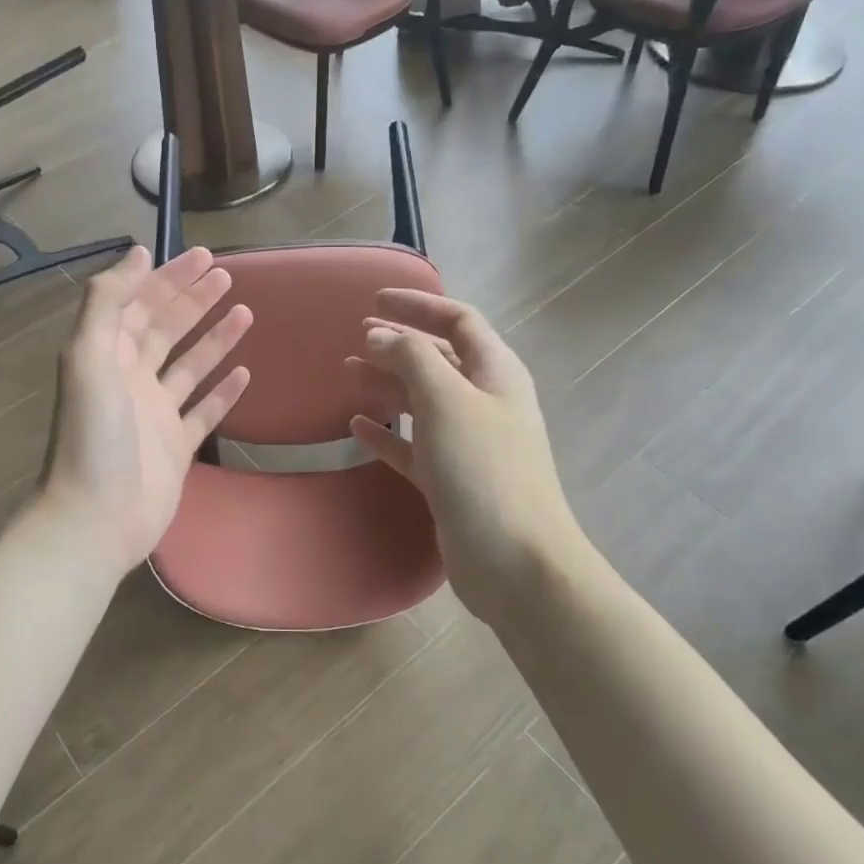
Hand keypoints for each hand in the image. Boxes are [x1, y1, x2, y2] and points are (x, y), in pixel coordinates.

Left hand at [37, 245, 252, 574]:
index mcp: (106, 355)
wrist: (98, 517)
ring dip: (214, 338)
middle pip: (166, 330)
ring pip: (190, 366)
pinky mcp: (178, 446)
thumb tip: (137, 254)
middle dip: (193, 301)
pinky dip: (223, 391)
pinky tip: (245, 372)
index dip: (168, 279)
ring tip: (245, 312)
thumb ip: (106, 302)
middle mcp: (131, 379)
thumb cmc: (94, 434)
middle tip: (227, 276)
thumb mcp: (88, 357)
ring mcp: (156, 414)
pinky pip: (205, 411)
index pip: (139, 304)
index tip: (202, 257)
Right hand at [347, 291, 584, 625]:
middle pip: (439, 359)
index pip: (459, 321)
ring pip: (422, 401)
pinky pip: (413, 445)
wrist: (515, 562)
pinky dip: (387, 432)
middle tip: (356, 336)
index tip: (375, 300)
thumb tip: (377, 334)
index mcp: (495, 373)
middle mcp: (484, 402)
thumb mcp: (447, 400)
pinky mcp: (449, 480)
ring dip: (387, 383)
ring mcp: (467, 444)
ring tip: (348, 372)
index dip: (419, 306)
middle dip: (398, 343)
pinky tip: (358, 425)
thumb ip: (411, 358)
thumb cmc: (484, 469)